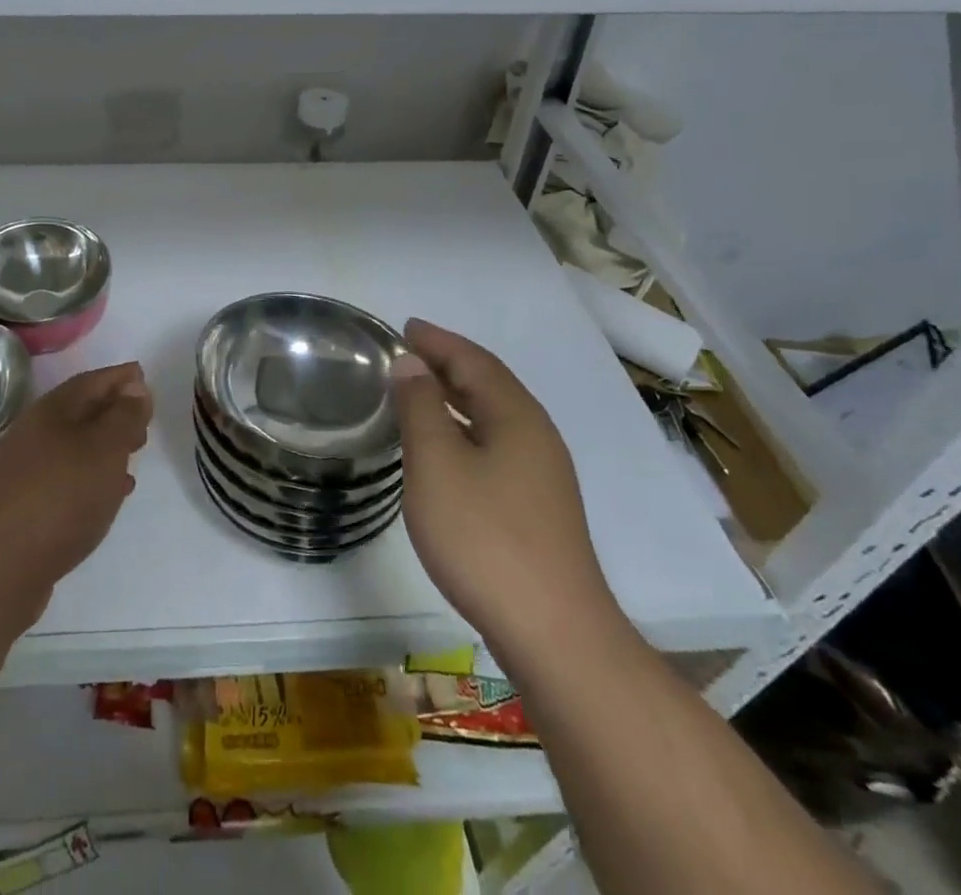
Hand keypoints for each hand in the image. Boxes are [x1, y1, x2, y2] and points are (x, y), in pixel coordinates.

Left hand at [0, 362, 151, 624]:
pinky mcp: (28, 503)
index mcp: (53, 410)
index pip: (92, 381)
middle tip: (145, 420)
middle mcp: (37, 432)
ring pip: (76, 445)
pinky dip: (94, 475)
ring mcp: (29, 469)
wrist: (2, 566)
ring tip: (134, 455)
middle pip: (82, 411)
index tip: (144, 376)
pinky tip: (112, 492)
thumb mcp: (105, 448)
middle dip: (115, 411)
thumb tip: (134, 386)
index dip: (120, 377)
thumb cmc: (62, 494)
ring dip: (106, 445)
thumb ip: (124, 416)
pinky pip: (69, 476)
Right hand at [395, 319, 624, 666]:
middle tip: (407, 353)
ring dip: (456, 397)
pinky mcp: (538, 508)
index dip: (438, 341)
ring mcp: (542, 475)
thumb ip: (421, 407)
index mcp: (516, 417)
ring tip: (419, 392)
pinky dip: (465, 429)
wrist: (554, 633)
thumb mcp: (437, 464)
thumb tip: (413, 364)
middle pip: (489, 384)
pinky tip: (446, 450)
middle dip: (447, 364)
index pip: (474, 361)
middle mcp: (536, 437)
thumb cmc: (485, 537)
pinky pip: (496, 445)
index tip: (406, 327)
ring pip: (494, 417)